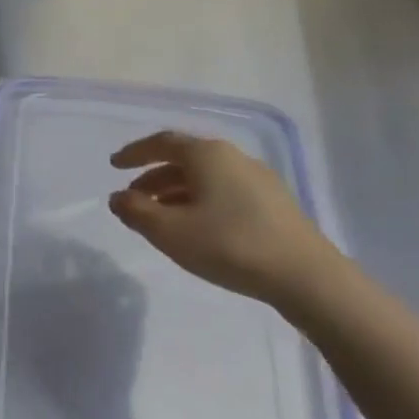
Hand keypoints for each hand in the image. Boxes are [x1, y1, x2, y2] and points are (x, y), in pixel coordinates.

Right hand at [108, 131, 343, 304]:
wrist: (304, 275)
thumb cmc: (228, 244)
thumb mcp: (169, 231)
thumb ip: (136, 211)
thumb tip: (118, 197)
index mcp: (207, 155)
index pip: (162, 143)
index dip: (135, 153)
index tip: (114, 165)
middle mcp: (233, 157)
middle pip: (184, 159)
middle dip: (153, 176)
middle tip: (132, 197)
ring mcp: (257, 179)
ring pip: (205, 178)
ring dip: (175, 192)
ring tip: (159, 217)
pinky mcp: (273, 203)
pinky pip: (223, 191)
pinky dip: (198, 201)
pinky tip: (195, 227)